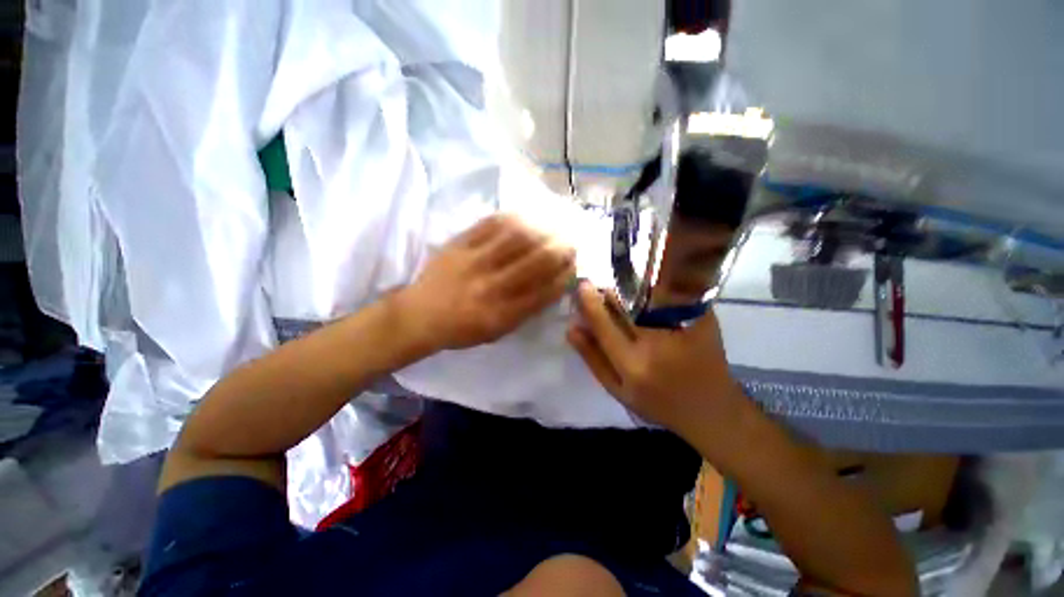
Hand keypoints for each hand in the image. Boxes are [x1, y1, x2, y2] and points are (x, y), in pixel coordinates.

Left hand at [399, 214, 575, 351]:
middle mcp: (492, 287)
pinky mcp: (459, 244)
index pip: (545, 290)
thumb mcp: (498, 331)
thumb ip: (526, 311)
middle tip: (570, 244)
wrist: (420, 315)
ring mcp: (475, 261)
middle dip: (561, 250)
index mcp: (502, 313)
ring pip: (518, 238)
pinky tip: (526, 217)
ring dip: (543, 231)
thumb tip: (552, 286)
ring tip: (553, 229)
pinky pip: (490, 224)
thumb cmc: (462, 329)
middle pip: (537, 261)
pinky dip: (514, 218)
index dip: (565, 276)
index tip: (573, 267)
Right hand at [566, 282, 747, 446]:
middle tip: (601, 288)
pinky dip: (654, 290)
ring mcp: (683, 329)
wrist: (712, 410)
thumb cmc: (659, 404)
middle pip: (625, 303)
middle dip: (609, 291)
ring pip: (646, 294)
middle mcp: (657, 344)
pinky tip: (649, 294)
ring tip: (623, 291)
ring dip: (629, 288)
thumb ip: (593, 358)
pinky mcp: (702, 319)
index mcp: (633, 365)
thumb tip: (571, 328)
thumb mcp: (618, 390)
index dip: (589, 302)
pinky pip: (669, 294)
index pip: (603, 324)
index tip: (581, 286)